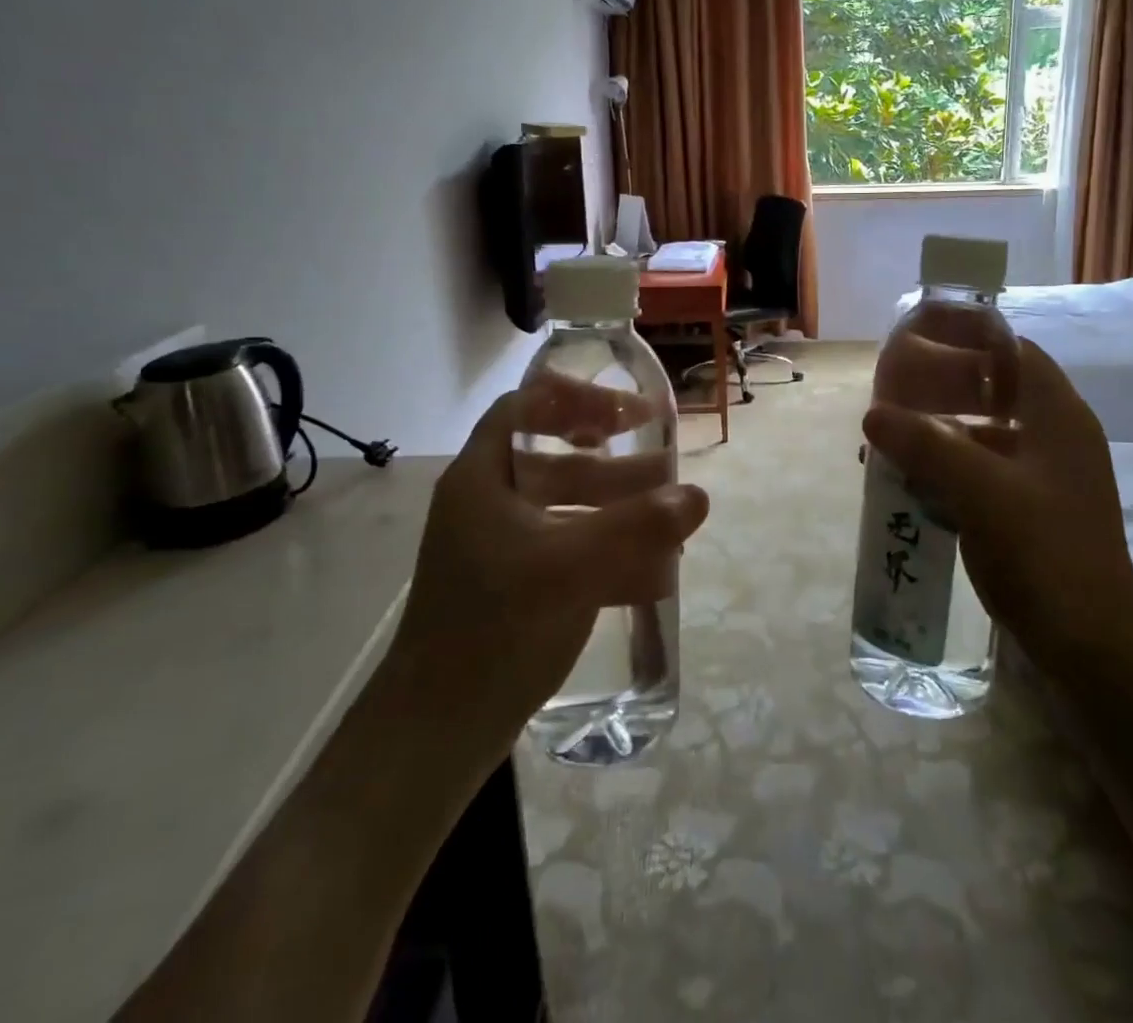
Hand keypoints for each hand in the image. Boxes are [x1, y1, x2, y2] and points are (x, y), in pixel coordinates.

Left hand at [387, 382, 708, 760]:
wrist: (436, 734)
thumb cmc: (496, 628)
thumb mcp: (572, 568)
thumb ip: (638, 527)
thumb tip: (697, 496)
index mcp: (482, 479)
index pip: (524, 408)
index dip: (575, 399)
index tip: (627, 412)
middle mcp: (487, 505)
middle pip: (553, 460)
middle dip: (612, 462)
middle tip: (664, 467)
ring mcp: (498, 550)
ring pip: (565, 509)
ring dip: (617, 508)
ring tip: (670, 518)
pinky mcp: (513, 588)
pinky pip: (566, 551)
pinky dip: (606, 552)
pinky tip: (652, 572)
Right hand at [862, 338, 1132, 663]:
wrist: (1093, 647)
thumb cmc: (1044, 553)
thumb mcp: (980, 491)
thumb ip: (925, 445)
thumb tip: (873, 414)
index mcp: (1057, 416)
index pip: (1014, 351)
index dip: (969, 338)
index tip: (920, 340)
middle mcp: (1056, 437)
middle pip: (997, 391)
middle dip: (944, 388)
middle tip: (895, 391)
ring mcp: (1047, 478)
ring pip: (987, 435)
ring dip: (942, 432)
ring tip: (894, 439)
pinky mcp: (1034, 512)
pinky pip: (985, 473)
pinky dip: (950, 469)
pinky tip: (914, 484)